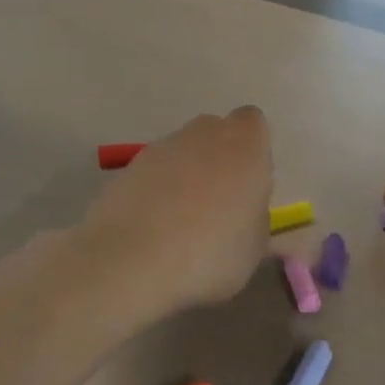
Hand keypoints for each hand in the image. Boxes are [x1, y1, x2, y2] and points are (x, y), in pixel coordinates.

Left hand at [78, 107, 273, 322]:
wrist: (132, 261)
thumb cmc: (211, 252)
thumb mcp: (255, 247)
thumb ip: (256, 217)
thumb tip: (246, 212)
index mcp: (244, 145)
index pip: (253, 123)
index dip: (253, 151)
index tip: (250, 185)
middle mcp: (203, 134)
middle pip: (216, 134)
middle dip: (219, 160)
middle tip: (219, 204)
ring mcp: (161, 147)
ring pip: (182, 152)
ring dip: (186, 176)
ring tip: (182, 224)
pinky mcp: (128, 167)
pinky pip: (153, 173)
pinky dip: (156, 192)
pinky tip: (154, 229)